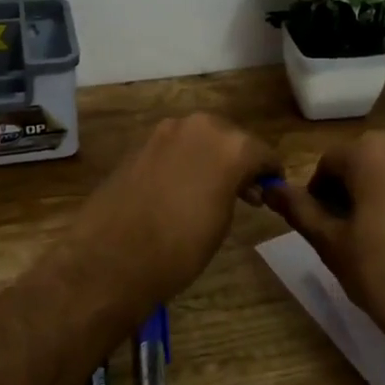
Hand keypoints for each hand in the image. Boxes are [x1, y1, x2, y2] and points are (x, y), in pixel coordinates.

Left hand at [57, 113, 282, 331]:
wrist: (110, 257)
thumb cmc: (179, 248)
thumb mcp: (223, 222)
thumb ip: (237, 190)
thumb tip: (241, 185)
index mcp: (230, 145)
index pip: (263, 152)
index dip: (271, 172)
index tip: (273, 189)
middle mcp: (199, 126)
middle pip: (230, 137)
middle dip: (240, 159)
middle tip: (245, 190)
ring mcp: (165, 131)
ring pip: (201, 138)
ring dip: (211, 157)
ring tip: (213, 189)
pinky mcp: (140, 143)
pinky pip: (174, 147)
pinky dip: (184, 160)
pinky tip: (181, 187)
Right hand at [265, 130, 384, 375]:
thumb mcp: (332, 244)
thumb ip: (299, 210)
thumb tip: (270, 188)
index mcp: (372, 151)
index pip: (327, 165)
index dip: (317, 197)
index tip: (320, 230)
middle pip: (358, 163)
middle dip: (345, 193)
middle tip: (343, 237)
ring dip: (371, 195)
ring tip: (370, 239)